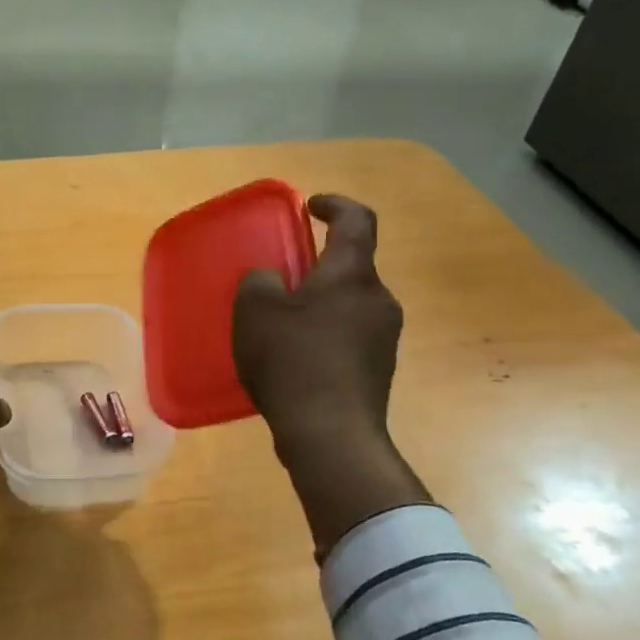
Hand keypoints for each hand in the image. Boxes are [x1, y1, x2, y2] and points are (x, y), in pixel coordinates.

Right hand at [233, 195, 428, 559]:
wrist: (331, 435)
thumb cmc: (292, 361)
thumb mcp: (255, 312)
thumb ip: (259, 282)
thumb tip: (270, 280)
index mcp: (352, 275)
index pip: (357, 220)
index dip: (335, 205)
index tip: (310, 206)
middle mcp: (378, 299)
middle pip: (351, 266)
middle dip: (318, 265)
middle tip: (282, 277)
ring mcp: (384, 337)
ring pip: (350, 303)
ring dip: (320, 303)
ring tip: (281, 323)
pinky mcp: (378, 370)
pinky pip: (349, 336)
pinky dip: (324, 334)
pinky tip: (294, 359)